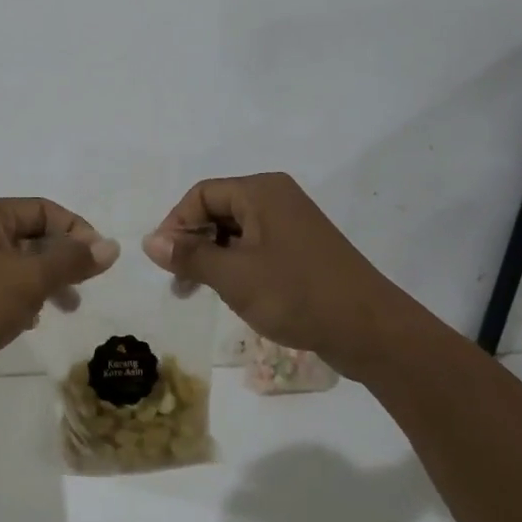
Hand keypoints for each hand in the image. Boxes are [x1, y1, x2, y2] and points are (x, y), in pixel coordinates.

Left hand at [0, 197, 119, 403]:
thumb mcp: (29, 279)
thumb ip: (72, 261)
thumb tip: (112, 246)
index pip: (44, 210)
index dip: (76, 231)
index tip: (99, 262)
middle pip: (33, 236)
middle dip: (62, 260)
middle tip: (84, 288)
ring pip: (20, 264)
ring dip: (46, 282)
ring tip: (66, 309)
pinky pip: (3, 287)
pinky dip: (23, 299)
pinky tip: (31, 322)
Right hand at [141, 173, 408, 376]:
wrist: (371, 330)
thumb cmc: (297, 294)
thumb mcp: (234, 277)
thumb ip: (190, 256)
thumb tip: (150, 242)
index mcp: (261, 191)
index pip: (202, 194)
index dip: (176, 224)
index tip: (162, 261)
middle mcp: (276, 198)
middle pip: (218, 209)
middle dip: (192, 242)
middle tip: (177, 281)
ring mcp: (292, 224)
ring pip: (236, 231)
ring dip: (211, 257)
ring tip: (196, 292)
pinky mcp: (302, 250)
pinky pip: (256, 247)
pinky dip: (236, 265)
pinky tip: (229, 292)